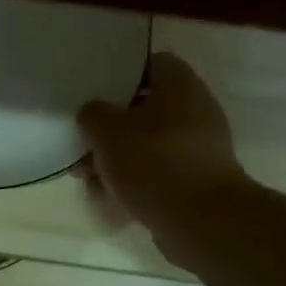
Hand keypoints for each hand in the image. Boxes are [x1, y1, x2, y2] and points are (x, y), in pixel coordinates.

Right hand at [77, 53, 249, 237]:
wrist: (202, 221)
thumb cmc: (153, 164)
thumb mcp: (107, 133)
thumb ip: (92, 114)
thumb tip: (94, 113)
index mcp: (179, 85)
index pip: (149, 64)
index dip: (118, 76)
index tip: (93, 95)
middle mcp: (195, 109)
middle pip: (144, 109)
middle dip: (110, 130)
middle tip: (84, 146)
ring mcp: (199, 147)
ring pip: (148, 145)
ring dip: (118, 160)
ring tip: (90, 181)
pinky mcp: (197, 180)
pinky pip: (158, 172)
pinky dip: (135, 182)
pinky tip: (111, 200)